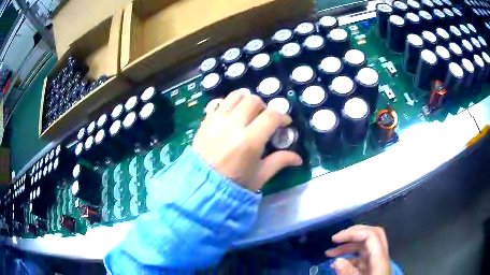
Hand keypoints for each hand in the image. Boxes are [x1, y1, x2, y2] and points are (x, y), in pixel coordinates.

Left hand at [192, 90, 302, 191]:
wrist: (201, 186)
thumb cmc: (233, 185)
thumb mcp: (259, 176)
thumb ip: (279, 162)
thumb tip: (298, 158)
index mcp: (249, 141)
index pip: (271, 116)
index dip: (282, 117)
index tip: (285, 123)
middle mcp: (232, 126)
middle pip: (253, 100)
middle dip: (264, 107)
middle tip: (265, 119)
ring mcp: (216, 121)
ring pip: (235, 96)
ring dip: (246, 101)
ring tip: (249, 113)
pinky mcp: (205, 122)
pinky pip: (217, 103)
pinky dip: (227, 104)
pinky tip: (231, 115)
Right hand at [325, 225, 390, 274]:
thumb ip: (348, 274)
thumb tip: (337, 261)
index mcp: (380, 260)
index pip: (371, 236)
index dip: (353, 233)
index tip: (335, 240)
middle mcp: (380, 257)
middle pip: (372, 235)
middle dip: (353, 233)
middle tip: (336, 239)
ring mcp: (377, 262)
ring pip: (366, 246)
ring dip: (349, 246)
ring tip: (330, 253)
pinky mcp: (373, 268)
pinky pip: (362, 258)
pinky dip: (350, 258)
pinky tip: (338, 265)